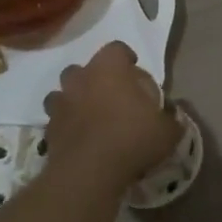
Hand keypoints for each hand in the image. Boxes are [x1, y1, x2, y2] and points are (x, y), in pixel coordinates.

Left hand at [42, 42, 180, 195]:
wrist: (89, 173)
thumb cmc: (132, 139)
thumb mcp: (167, 131)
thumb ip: (171, 119)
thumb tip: (173, 116)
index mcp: (109, 69)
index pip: (116, 49)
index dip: (125, 57)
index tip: (134, 69)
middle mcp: (81, 79)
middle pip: (83, 68)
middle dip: (94, 78)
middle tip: (110, 95)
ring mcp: (61, 103)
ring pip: (62, 92)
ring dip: (74, 100)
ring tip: (89, 116)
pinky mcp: (49, 129)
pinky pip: (56, 120)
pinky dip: (66, 125)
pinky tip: (79, 138)